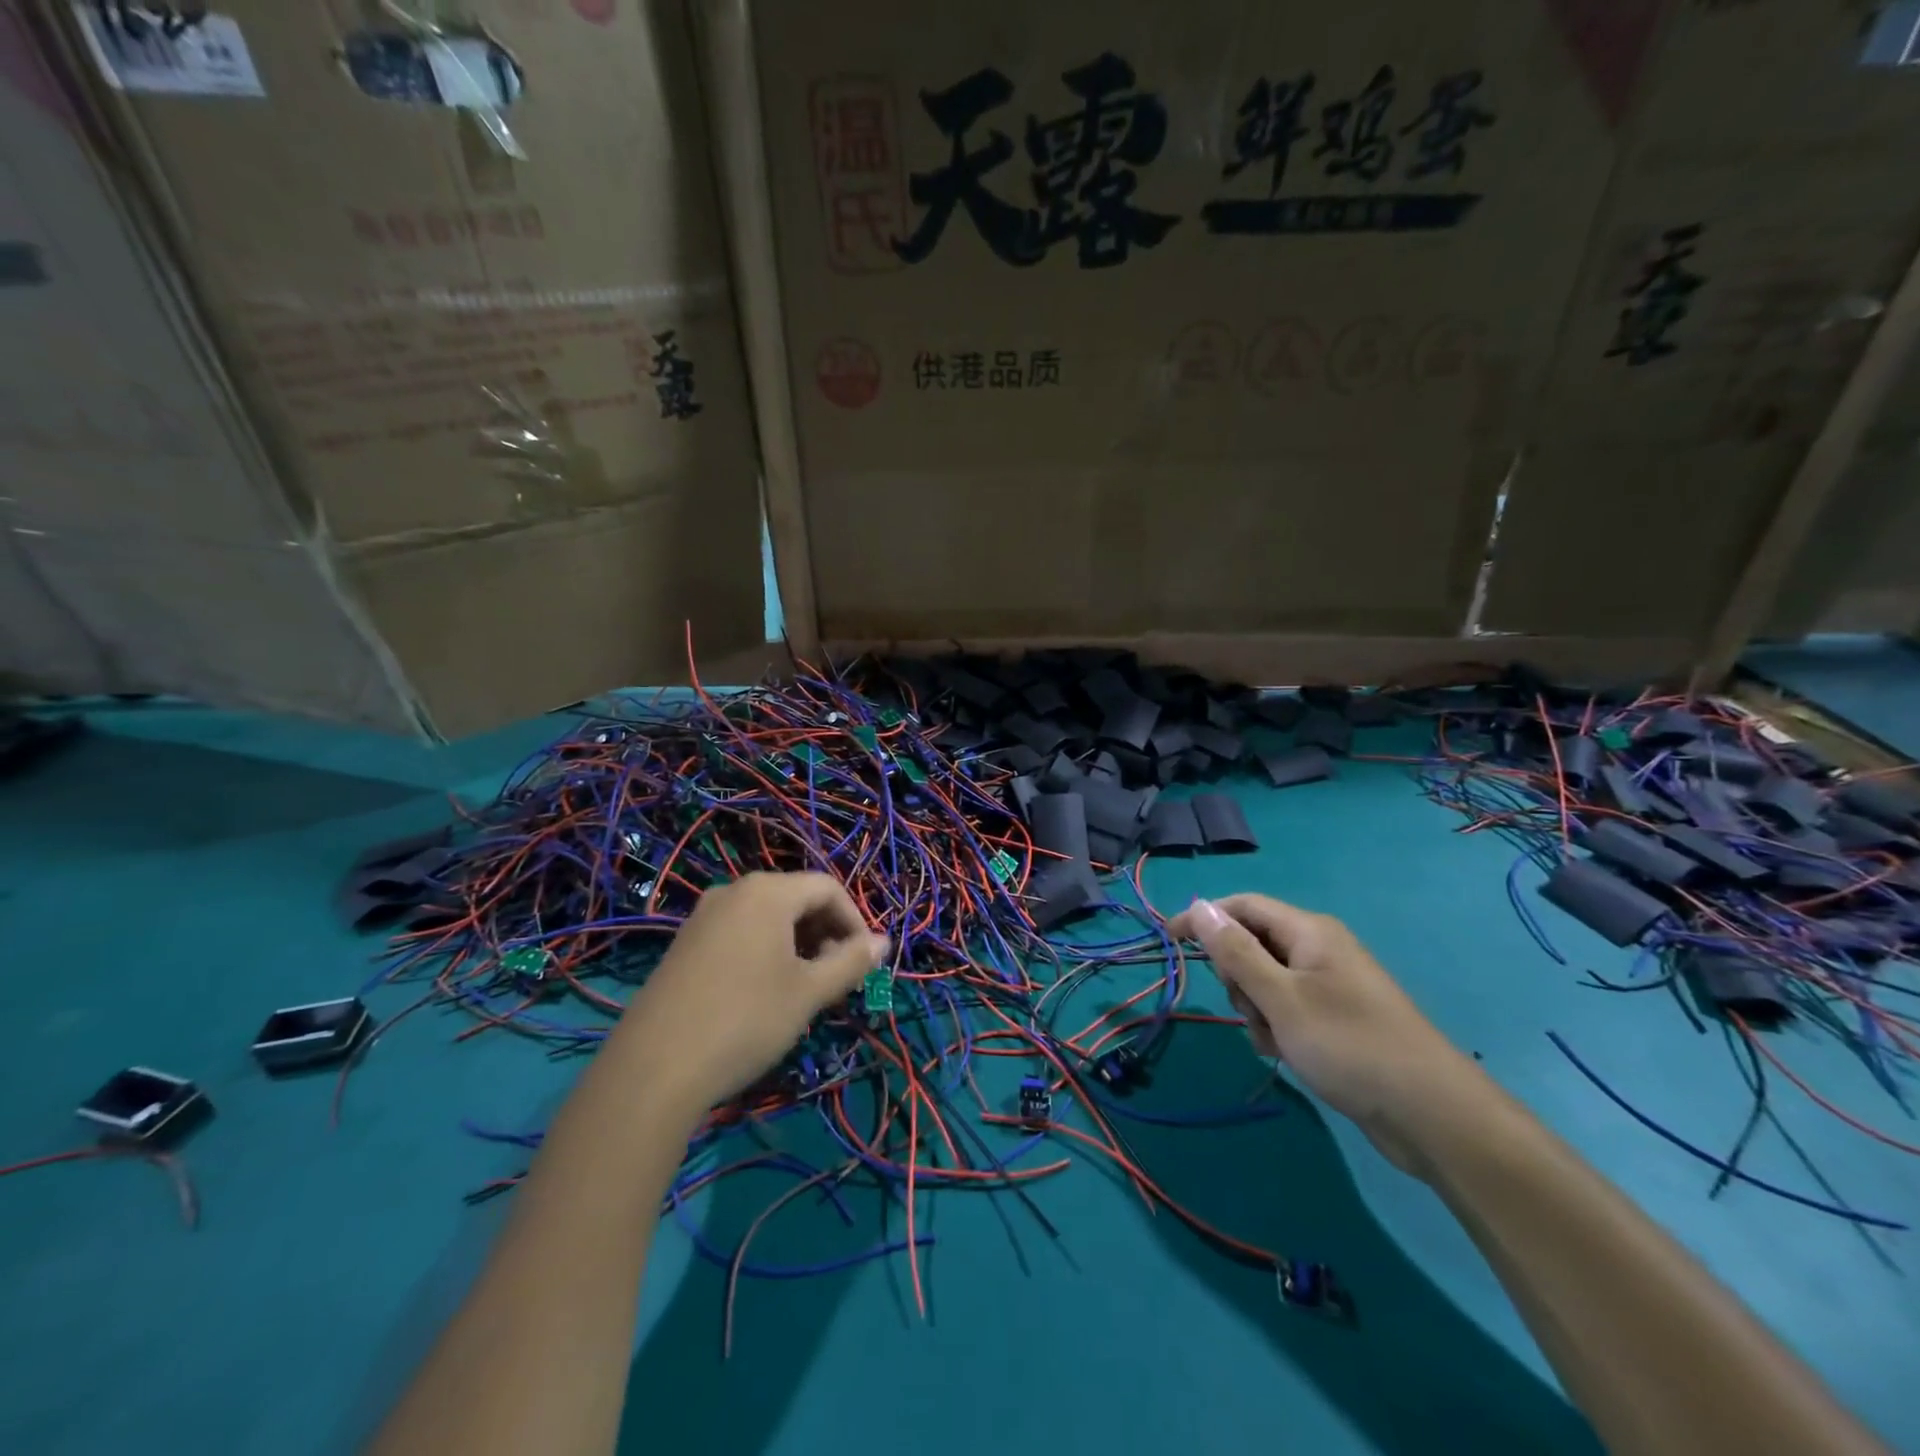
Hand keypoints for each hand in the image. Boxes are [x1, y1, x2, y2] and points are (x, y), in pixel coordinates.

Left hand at [611, 872, 886, 1113]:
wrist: (653, 1069)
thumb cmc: (746, 1020)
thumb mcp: (809, 992)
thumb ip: (851, 962)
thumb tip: (884, 942)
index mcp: (767, 892)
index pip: (827, 888)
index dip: (855, 921)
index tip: (864, 962)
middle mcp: (733, 892)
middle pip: (796, 898)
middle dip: (826, 933)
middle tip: (837, 977)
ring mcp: (703, 917)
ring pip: (768, 918)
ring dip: (798, 944)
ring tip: (805, 989)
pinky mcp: (684, 945)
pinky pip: (740, 933)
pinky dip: (766, 952)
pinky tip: (765, 993)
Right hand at [1168, 894, 1495, 1177]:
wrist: (1431, 1115)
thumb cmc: (1349, 1045)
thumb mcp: (1281, 997)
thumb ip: (1235, 951)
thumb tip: (1199, 906)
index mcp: (1309, 932)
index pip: (1242, 906)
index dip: (1203, 919)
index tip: (1169, 942)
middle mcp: (1319, 949)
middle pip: (1252, 943)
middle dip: (1237, 975)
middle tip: (1247, 1007)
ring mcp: (1330, 985)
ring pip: (1266, 981)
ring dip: (1255, 1008)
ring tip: (1273, 1039)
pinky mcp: (1336, 1018)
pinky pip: (1287, 1008)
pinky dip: (1276, 1026)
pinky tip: (1285, 1053)